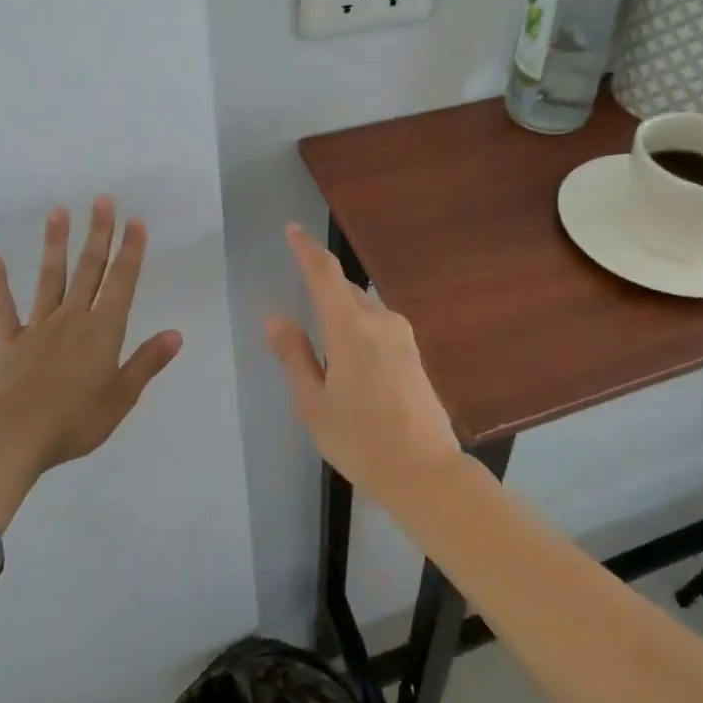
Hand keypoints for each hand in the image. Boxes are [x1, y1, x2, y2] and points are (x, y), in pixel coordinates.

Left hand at [0, 198, 182, 525]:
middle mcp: (73, 319)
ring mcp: (39, 327)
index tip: (136, 221)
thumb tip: (176, 333)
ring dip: (55, 244)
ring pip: (50, 278)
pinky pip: (4, 309)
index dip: (131, 251)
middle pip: (89, 269)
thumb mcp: (122, 396)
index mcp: (103, 330)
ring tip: (58, 211)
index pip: (122, 282)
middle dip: (98, 233)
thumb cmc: (75, 420)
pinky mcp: (10, 343)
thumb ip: (147, 362)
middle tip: (102, 200)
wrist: (13, 437)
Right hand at [264, 223, 461, 508]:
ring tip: (328, 359)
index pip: (325, 274)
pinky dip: (359, 332)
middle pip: (345, 291)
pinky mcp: (415, 352)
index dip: (307, 249)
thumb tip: (276, 318)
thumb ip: (294, 356)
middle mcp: (381, 321)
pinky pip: (378, 327)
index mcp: (351, 330)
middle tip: (303, 327)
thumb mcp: (314, 405)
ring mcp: (403, 335)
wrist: (426, 473)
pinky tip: (354, 368)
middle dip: (323, 293)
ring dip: (342, 317)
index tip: (292, 230)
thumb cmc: (361, 442)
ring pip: (363, 309)